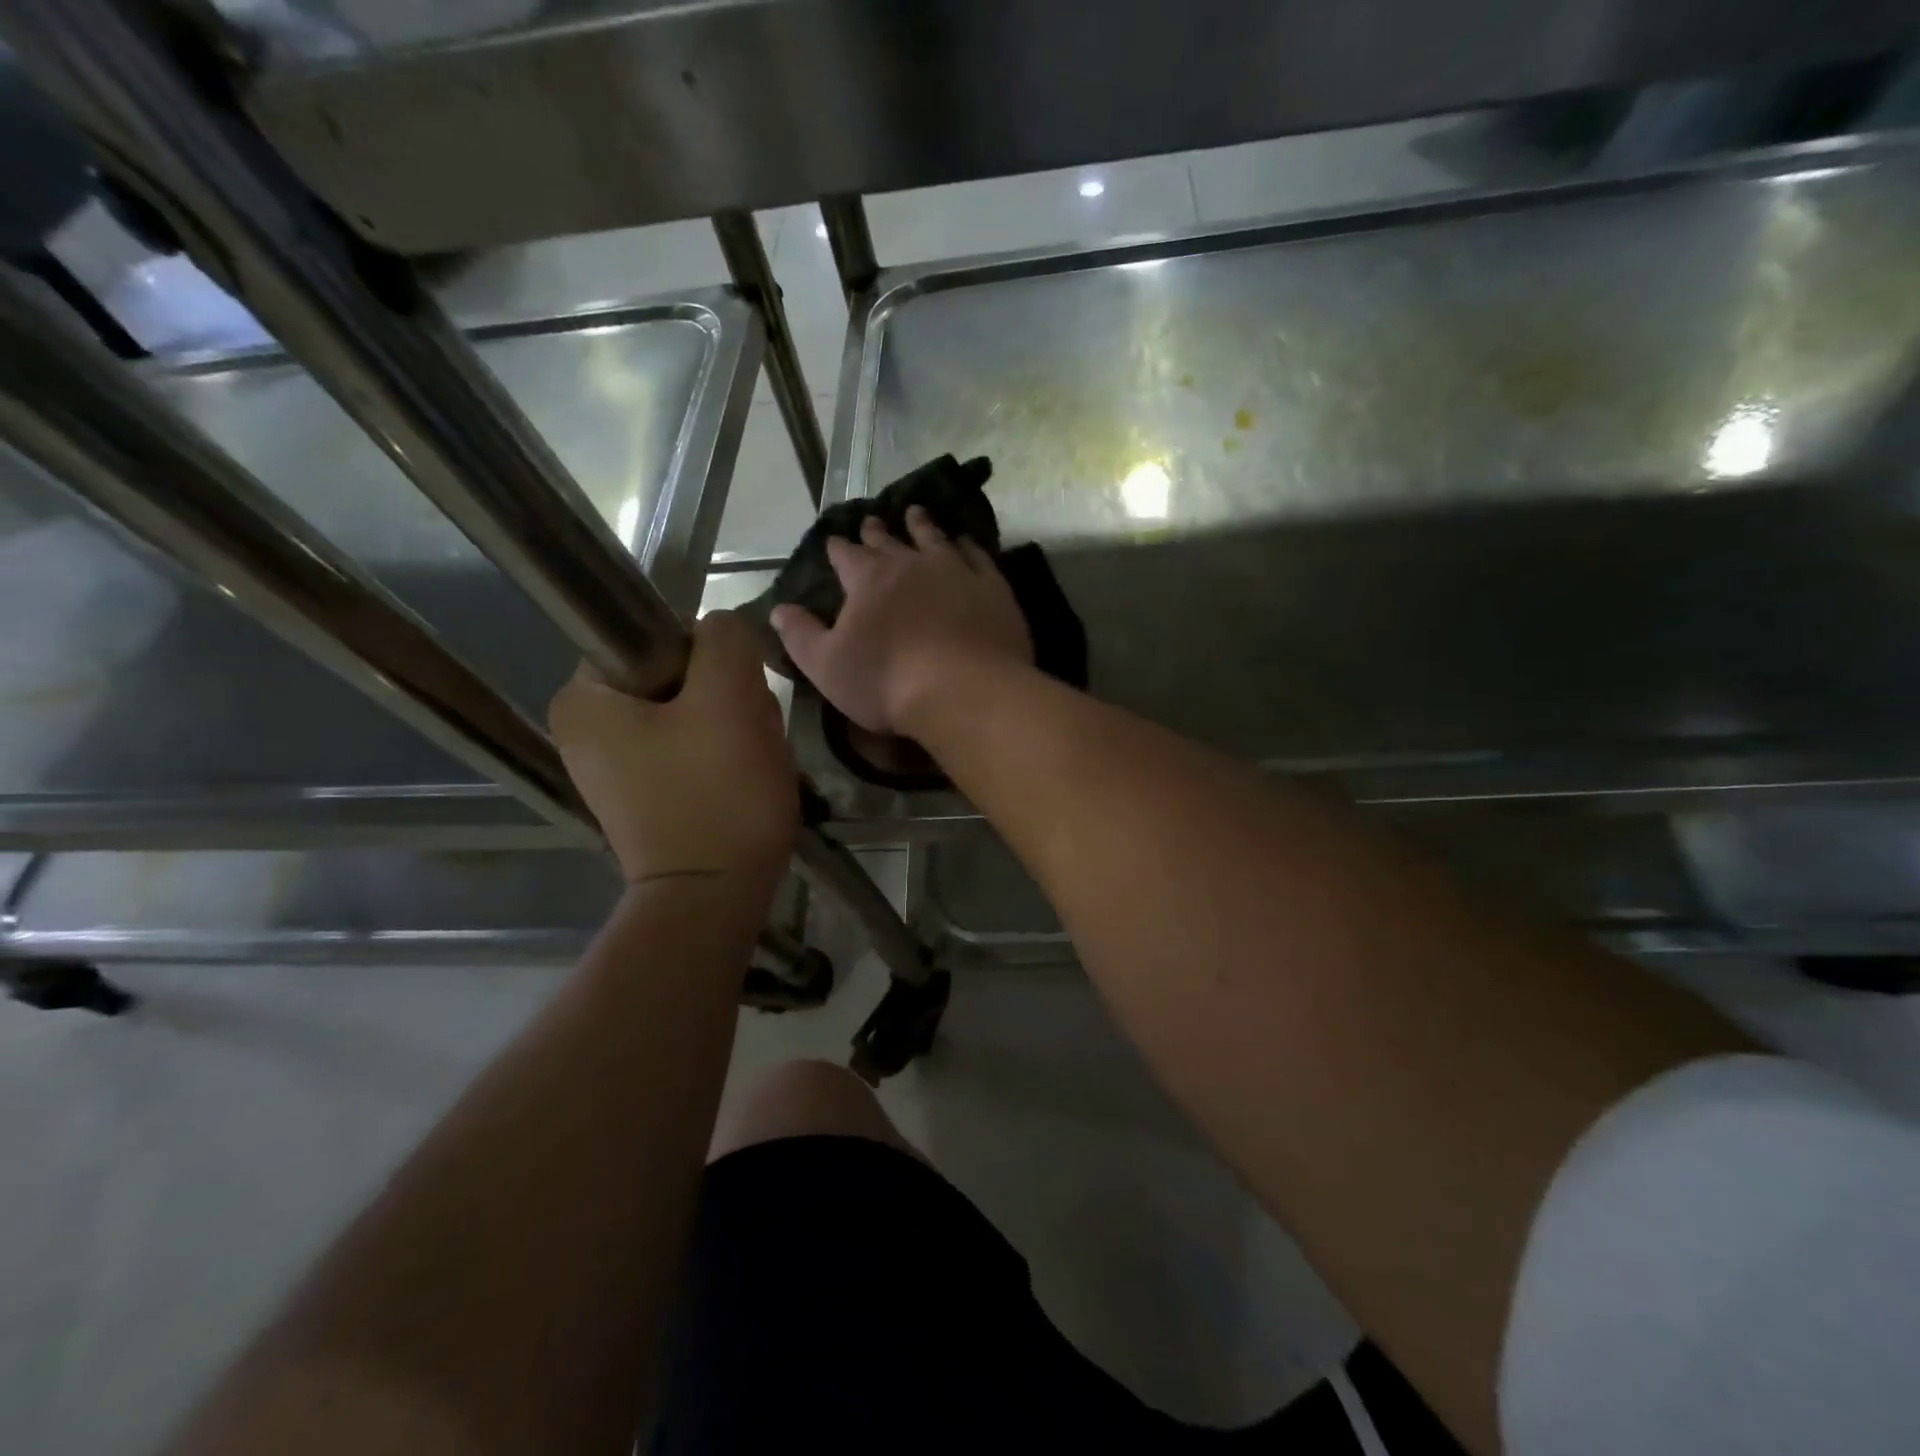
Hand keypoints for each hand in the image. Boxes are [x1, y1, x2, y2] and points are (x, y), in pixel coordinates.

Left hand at [549, 611, 797, 887]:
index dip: (709, 657)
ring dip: (733, 727)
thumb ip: (725, 639)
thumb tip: (722, 629)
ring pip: (692, 713)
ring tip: (752, 762)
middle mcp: (585, 729)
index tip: (736, 696)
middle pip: (677, 677)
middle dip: (726, 698)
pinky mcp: (646, 794)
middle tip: (750, 735)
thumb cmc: (717, 794)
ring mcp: (615, 767)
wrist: (716, 898)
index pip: (657, 636)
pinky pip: (691, 750)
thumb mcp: (730, 698)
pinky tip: (743, 779)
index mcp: (584, 698)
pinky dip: (724, 757)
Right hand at [771, 506, 1032, 737]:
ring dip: (922, 525)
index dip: (838, 548)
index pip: (846, 555)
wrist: (964, 691)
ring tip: (916, 512)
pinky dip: (968, 546)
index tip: (834, 541)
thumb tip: (779, 610)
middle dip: (876, 532)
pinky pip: (978, 556)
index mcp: (868, 579)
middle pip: (889, 541)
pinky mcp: (991, 586)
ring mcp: (955, 570)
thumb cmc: (887, 683)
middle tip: (872, 520)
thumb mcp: (827, 667)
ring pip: (934, 538)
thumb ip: (801, 635)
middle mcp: (910, 564)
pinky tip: (966, 542)